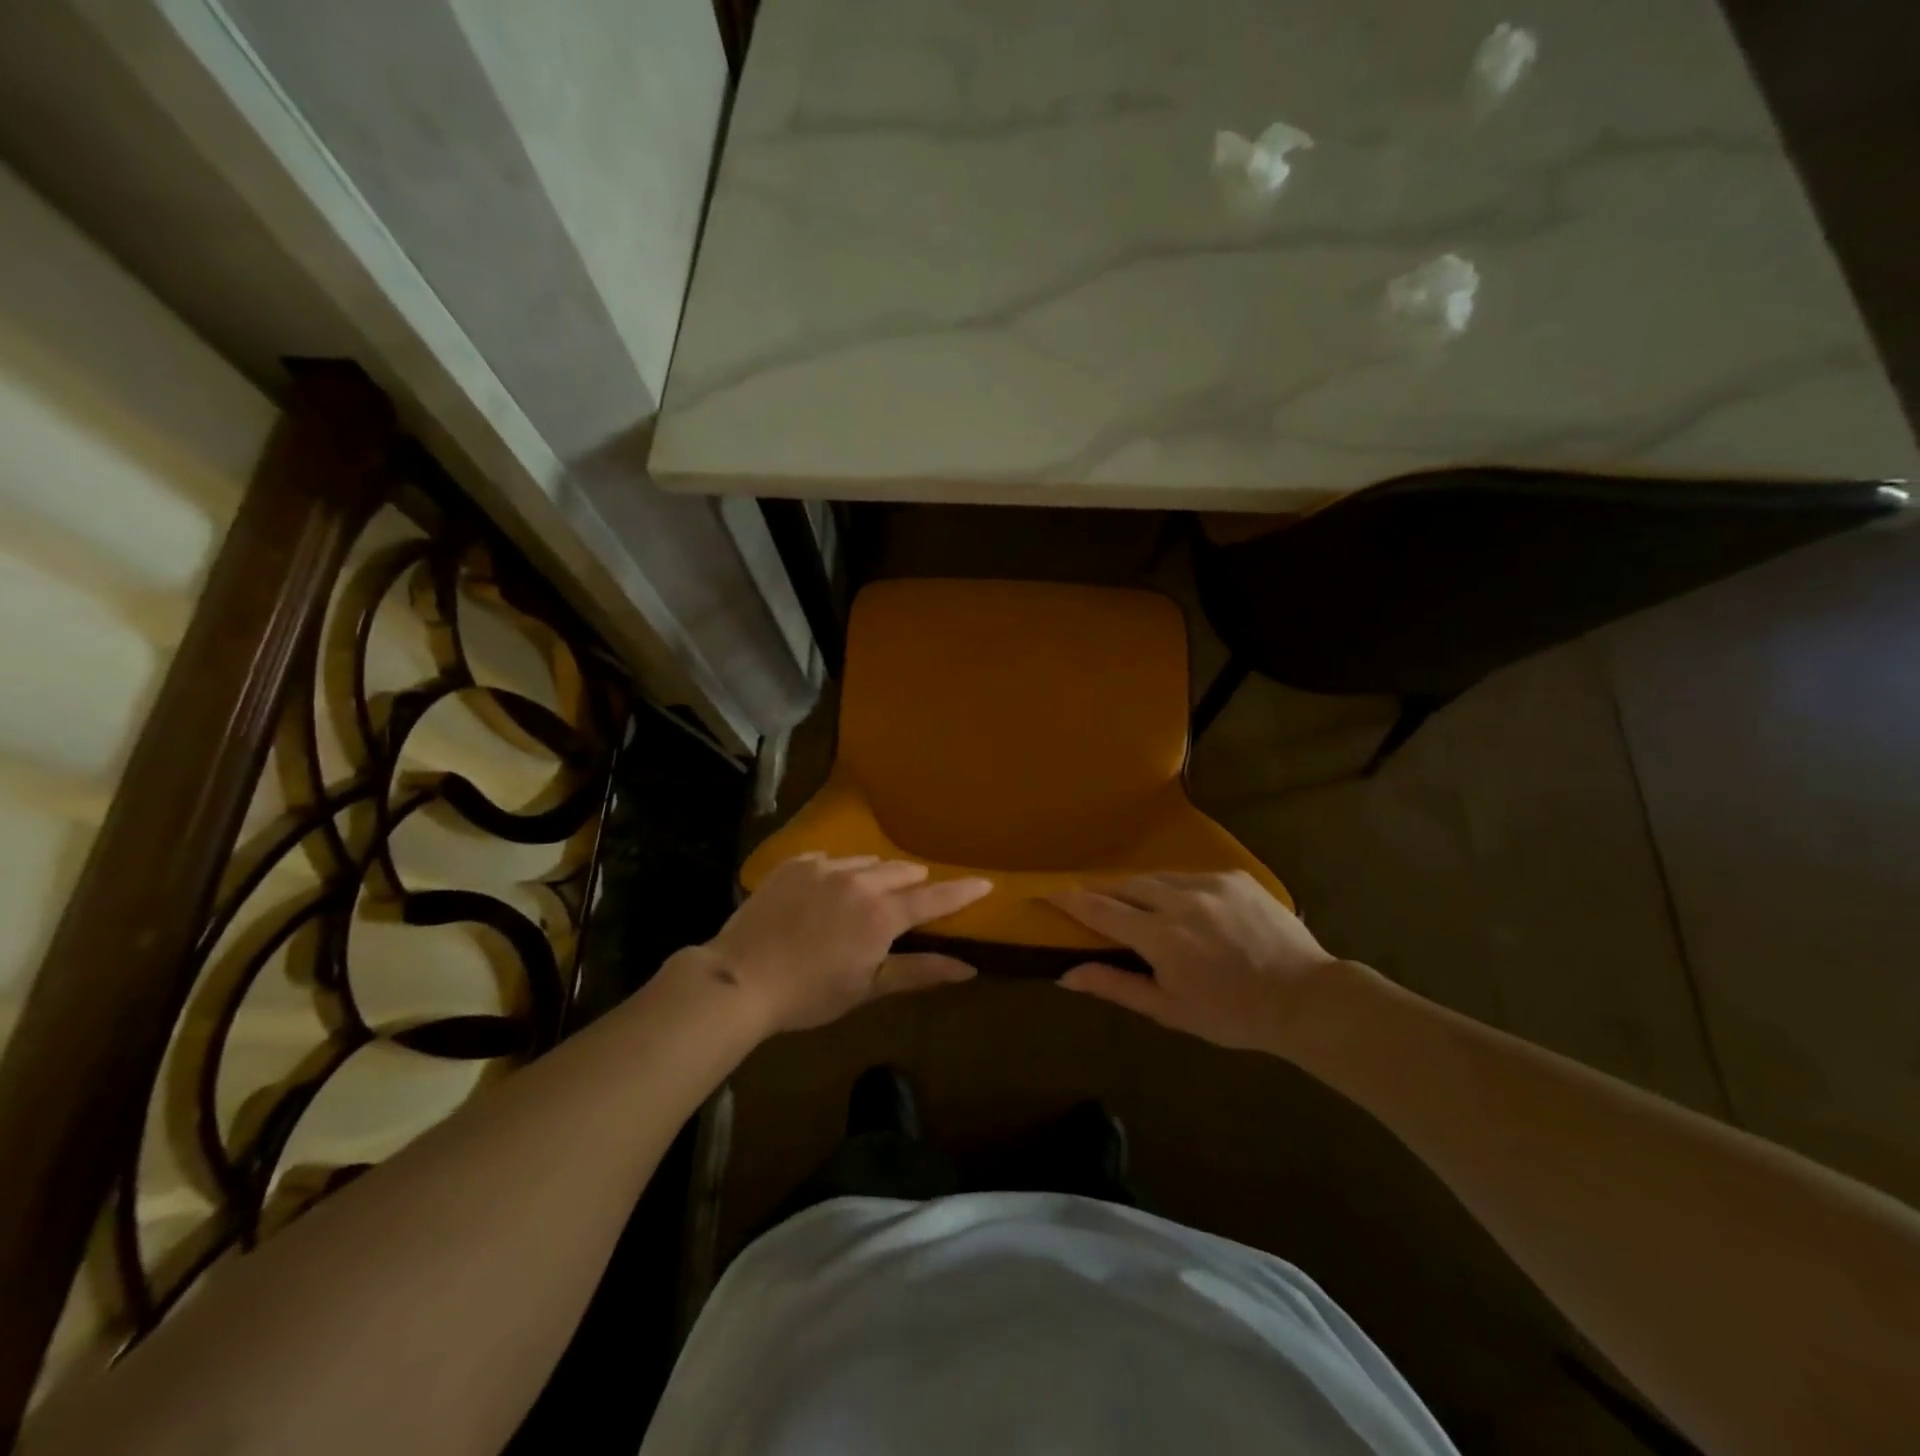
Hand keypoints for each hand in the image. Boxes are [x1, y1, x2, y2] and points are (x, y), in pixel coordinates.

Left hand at [691, 852, 992, 1034]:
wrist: (740, 978)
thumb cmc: (810, 994)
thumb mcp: (868, 988)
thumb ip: (919, 971)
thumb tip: (969, 968)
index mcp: (882, 914)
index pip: (934, 898)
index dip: (961, 891)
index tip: (985, 882)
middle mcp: (859, 881)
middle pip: (901, 872)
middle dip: (914, 883)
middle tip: (914, 896)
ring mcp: (824, 867)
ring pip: (865, 862)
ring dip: (876, 875)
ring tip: (869, 893)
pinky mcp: (794, 864)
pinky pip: (828, 859)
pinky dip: (838, 872)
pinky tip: (826, 888)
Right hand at [1049, 871, 1349, 1054]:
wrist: (1306, 998)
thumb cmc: (1232, 1014)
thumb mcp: (1169, 1009)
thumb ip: (1115, 985)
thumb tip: (1065, 975)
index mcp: (1161, 937)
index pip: (1101, 909)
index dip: (1070, 899)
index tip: (1046, 891)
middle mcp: (1181, 900)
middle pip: (1126, 885)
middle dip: (1105, 893)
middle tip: (1094, 904)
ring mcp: (1211, 883)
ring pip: (1157, 877)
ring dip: (1141, 890)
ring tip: (1141, 910)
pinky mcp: (1234, 876)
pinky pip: (1190, 876)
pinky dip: (1176, 889)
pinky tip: (1187, 910)